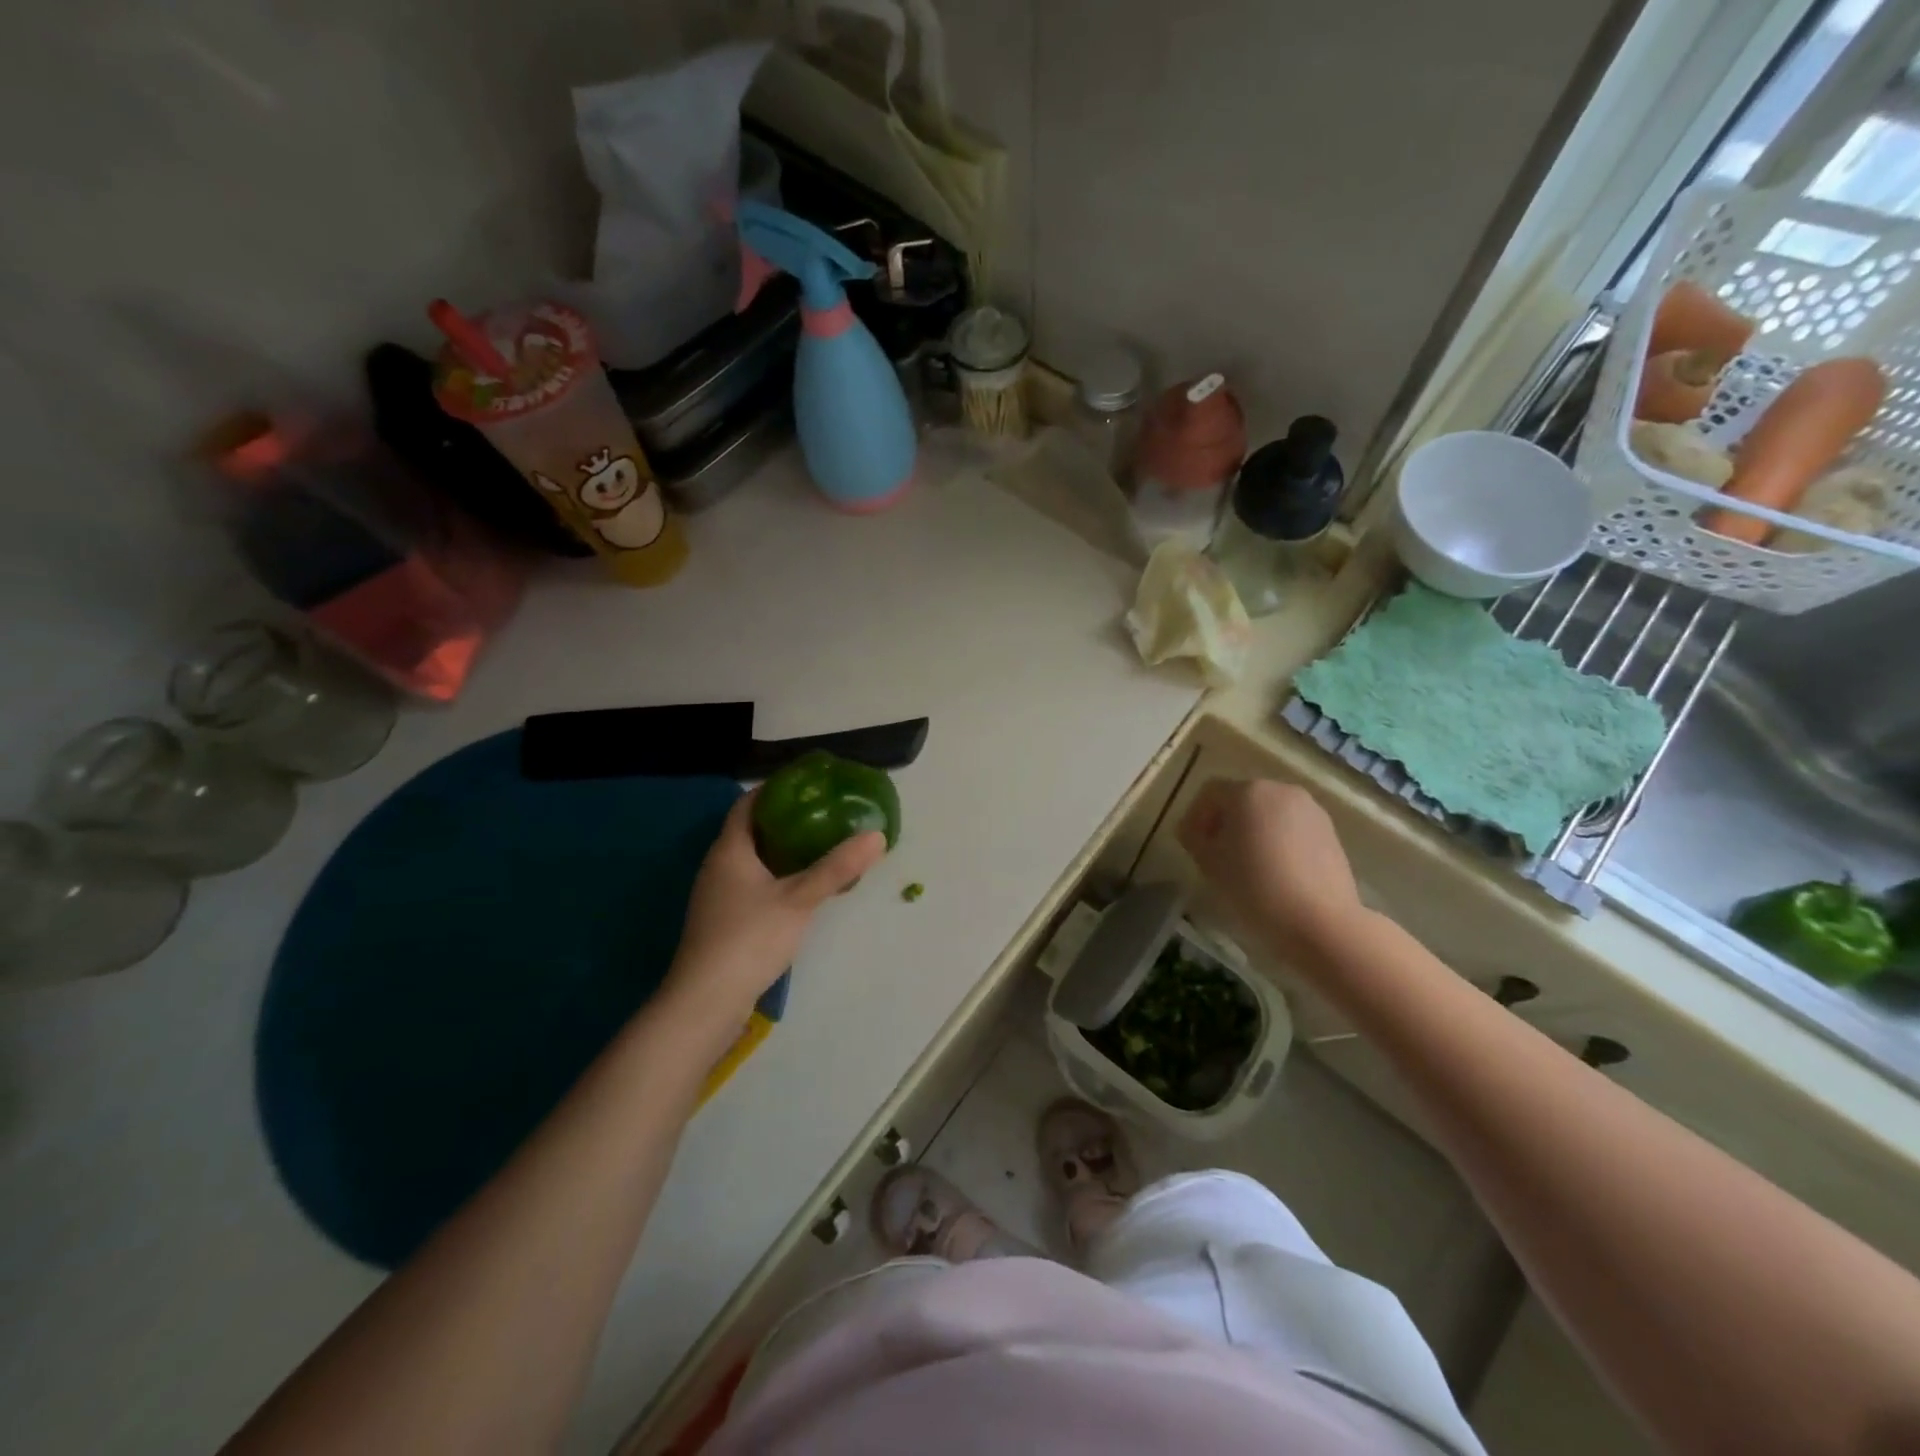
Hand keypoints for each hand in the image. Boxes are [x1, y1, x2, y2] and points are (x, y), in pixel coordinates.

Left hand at [664, 791, 888, 1028]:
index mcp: (730, 850)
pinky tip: (800, 889)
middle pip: (751, 831)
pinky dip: (775, 877)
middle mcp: (717, 866)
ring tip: (818, 846)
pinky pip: (751, 884)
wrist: (706, 1000)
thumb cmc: (749, 938)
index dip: (774, 790)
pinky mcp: (722, 921)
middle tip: (823, 814)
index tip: (808, 785)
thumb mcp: (799, 899)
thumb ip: (837, 868)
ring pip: (751, 860)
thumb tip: (876, 835)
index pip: (748, 804)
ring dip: (781, 850)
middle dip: (785, 820)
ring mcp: (716, 896)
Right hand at [1178, 778, 1363, 957]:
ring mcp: (1310, 810)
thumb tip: (1192, 831)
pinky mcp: (1330, 832)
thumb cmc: (1255, 887)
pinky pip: (1292, 828)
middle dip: (1225, 821)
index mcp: (1248, 792)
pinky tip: (1274, 871)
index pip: (1210, 792)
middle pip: (1242, 798)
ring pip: (1269, 812)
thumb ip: (1194, 839)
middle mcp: (1281, 790)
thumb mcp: (1210, 864)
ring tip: (1246, 864)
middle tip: (1215, 854)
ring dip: (1252, 831)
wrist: (1320, 922)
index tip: (1191, 845)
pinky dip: (1278, 841)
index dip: (1195, 816)